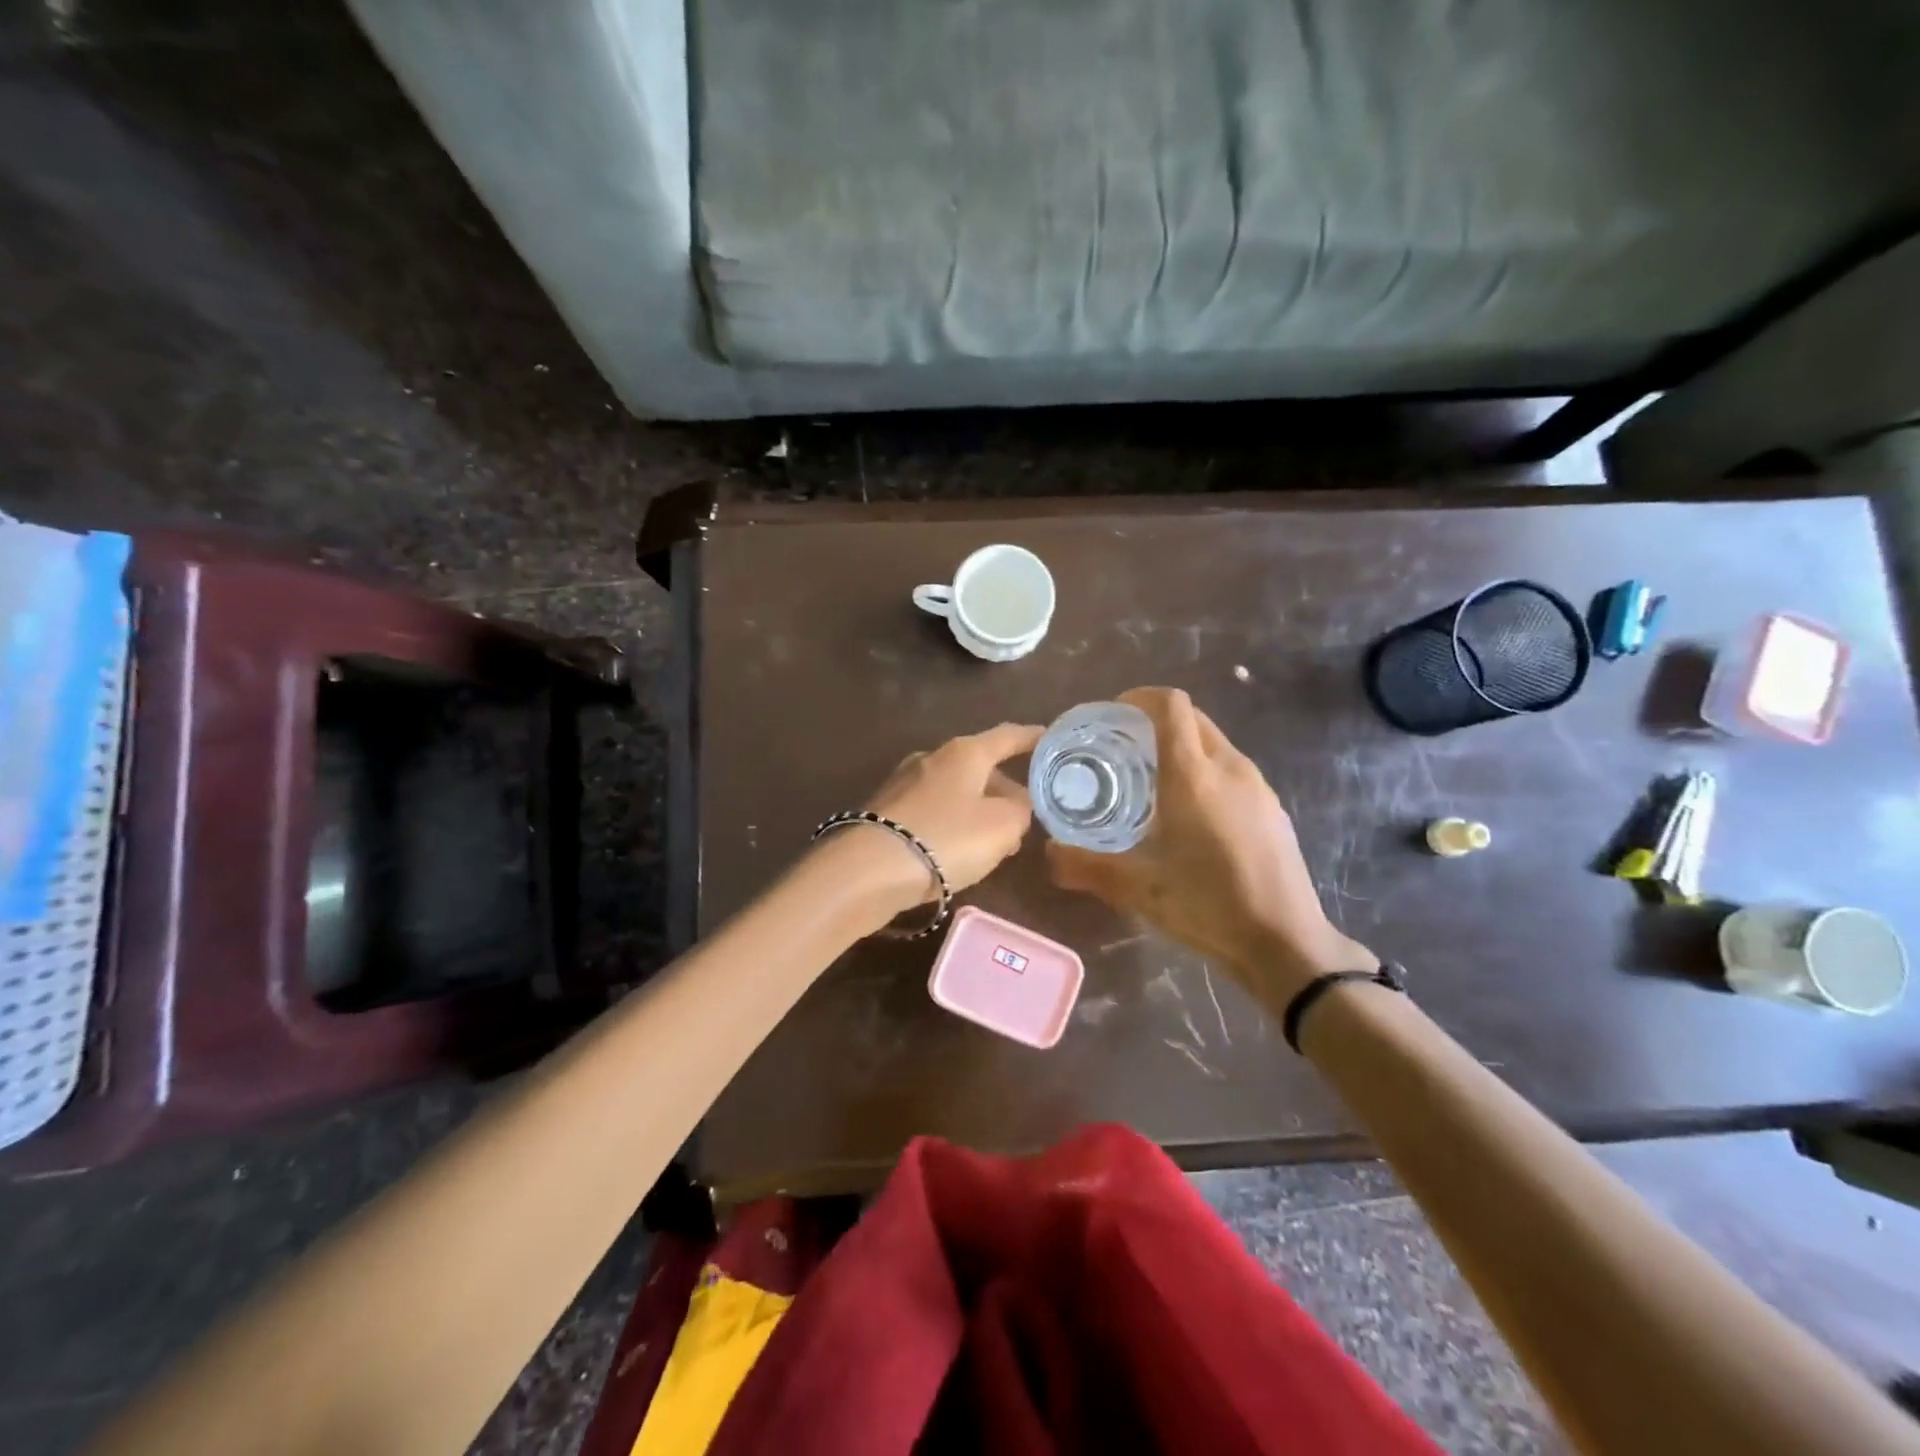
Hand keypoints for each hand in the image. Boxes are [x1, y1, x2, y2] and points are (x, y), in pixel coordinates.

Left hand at [827, 722, 1043, 922]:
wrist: (869, 870)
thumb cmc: (947, 839)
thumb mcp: (1003, 827)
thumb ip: (1021, 811)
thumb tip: (1016, 806)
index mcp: (965, 752)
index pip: (1008, 736)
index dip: (1032, 738)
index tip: (1050, 738)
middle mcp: (932, 757)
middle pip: (980, 767)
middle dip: (1004, 790)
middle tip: (1024, 820)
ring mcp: (904, 782)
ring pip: (956, 791)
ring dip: (978, 811)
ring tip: (994, 844)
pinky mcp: (886, 809)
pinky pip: (933, 810)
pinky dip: (951, 824)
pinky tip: (956, 852)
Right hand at [1046, 687, 1374, 1005]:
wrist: (1285, 942)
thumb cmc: (1207, 905)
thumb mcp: (1137, 889)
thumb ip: (1086, 867)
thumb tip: (1049, 854)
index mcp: (1193, 775)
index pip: (1170, 706)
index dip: (1140, 697)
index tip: (1113, 713)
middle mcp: (1229, 768)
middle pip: (1193, 719)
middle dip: (1157, 721)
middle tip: (1124, 748)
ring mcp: (1258, 787)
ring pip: (1215, 744)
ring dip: (1183, 747)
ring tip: (1153, 781)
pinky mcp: (1273, 809)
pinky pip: (1233, 770)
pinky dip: (1206, 771)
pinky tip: (1193, 815)